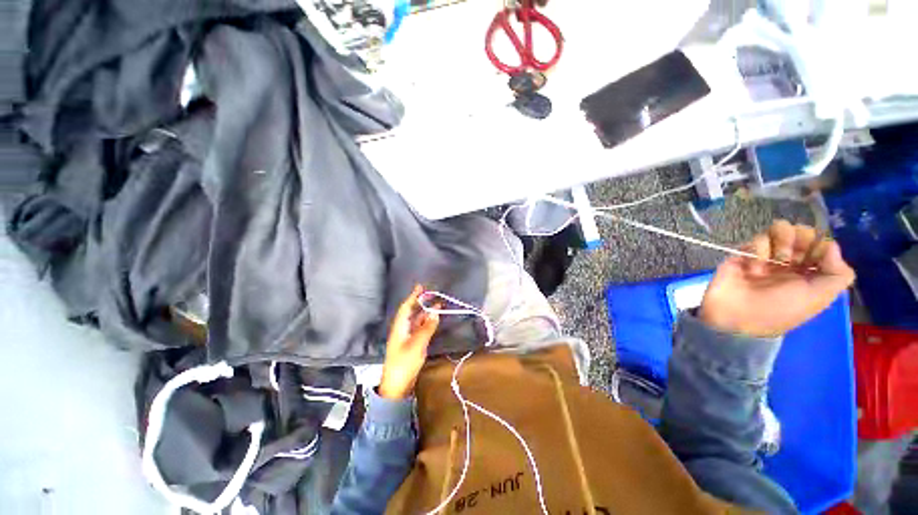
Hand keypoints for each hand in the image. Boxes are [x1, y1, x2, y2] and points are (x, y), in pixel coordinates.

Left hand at [378, 285, 440, 399]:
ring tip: (438, 305)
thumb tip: (435, 312)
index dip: (413, 297)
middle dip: (421, 303)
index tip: (421, 286)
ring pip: (417, 320)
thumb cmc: (404, 364)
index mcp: (399, 327)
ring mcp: (407, 337)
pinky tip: (434, 320)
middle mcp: (402, 329)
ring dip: (426, 313)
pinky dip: (427, 323)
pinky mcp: (412, 345)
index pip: (406, 307)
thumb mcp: (417, 345)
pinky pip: (420, 329)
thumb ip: (426, 328)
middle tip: (433, 294)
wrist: (397, 387)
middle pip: (412, 312)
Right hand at [699, 220, 854, 337]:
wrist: (736, 313)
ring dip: (781, 240)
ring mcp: (767, 256)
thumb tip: (831, 245)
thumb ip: (838, 274)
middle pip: (803, 234)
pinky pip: (757, 239)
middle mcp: (791, 263)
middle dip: (802, 237)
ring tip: (775, 258)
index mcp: (811, 274)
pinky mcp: (745, 253)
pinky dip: (759, 249)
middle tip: (795, 251)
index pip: (823, 247)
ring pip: (780, 230)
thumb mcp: (818, 298)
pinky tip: (754, 264)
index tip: (817, 254)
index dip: (821, 245)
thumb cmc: (780, 309)